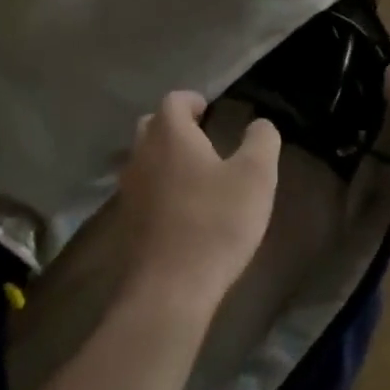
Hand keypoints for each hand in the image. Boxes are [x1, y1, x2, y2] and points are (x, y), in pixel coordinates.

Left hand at [117, 91, 280, 315]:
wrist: (170, 288)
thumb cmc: (216, 223)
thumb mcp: (255, 177)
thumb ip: (262, 141)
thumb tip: (260, 125)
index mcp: (170, 135)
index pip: (174, 101)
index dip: (193, 101)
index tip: (211, 111)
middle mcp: (142, 154)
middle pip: (152, 125)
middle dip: (175, 126)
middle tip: (203, 137)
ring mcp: (129, 189)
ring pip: (144, 158)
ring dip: (165, 157)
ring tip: (195, 172)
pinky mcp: (128, 221)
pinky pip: (143, 188)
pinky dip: (159, 186)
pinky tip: (182, 206)